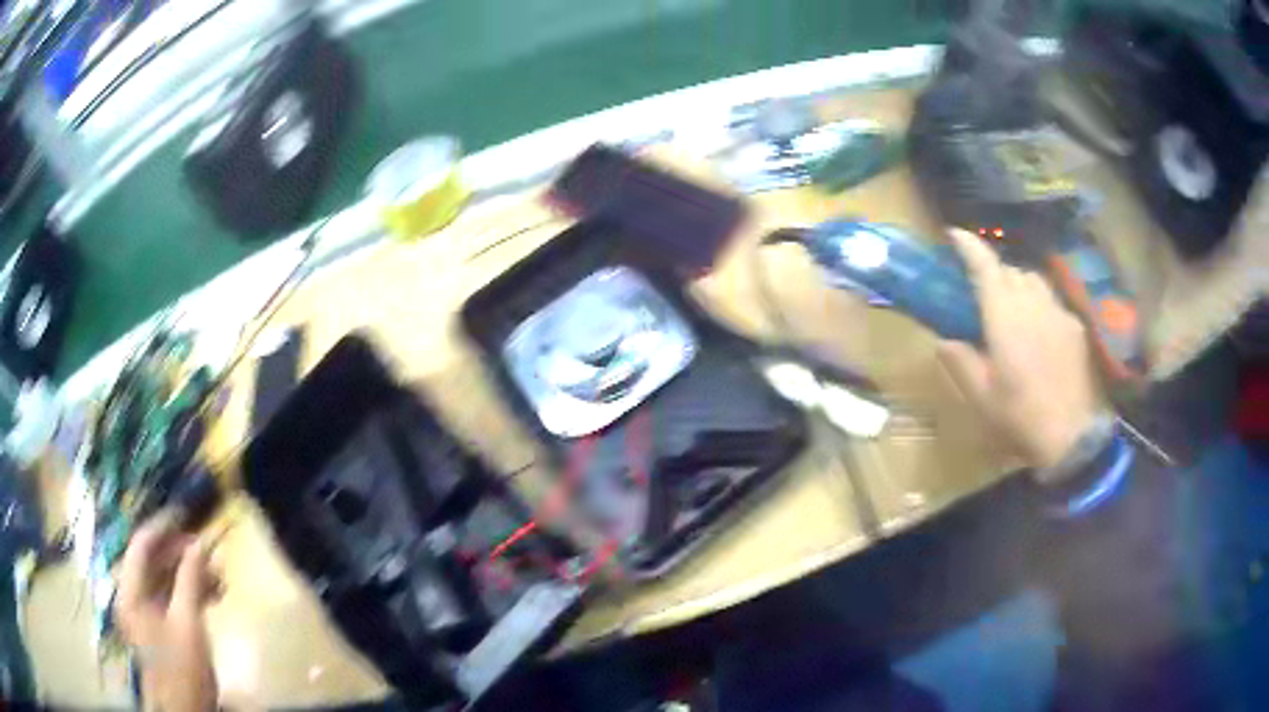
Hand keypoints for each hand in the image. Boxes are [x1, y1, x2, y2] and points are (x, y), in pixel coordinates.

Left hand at [115, 511, 218, 711]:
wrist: (186, 711)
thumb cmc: (182, 668)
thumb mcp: (188, 623)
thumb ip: (190, 580)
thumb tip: (199, 543)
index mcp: (130, 591)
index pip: (141, 545)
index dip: (163, 528)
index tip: (187, 517)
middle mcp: (131, 596)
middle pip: (152, 562)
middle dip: (181, 556)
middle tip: (210, 554)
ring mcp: (143, 613)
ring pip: (163, 581)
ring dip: (189, 576)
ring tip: (218, 578)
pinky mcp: (156, 627)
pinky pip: (169, 599)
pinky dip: (188, 594)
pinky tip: (211, 597)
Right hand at [937, 229, 1102, 476]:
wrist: (1070, 435)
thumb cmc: (1020, 415)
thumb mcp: (981, 396)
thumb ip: (961, 363)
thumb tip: (944, 341)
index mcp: (1004, 316)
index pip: (985, 266)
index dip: (969, 246)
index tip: (954, 234)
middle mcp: (1032, 303)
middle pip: (1010, 269)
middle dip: (994, 272)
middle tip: (983, 293)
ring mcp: (1057, 312)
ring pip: (1034, 280)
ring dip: (1018, 284)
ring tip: (1013, 308)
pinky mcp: (1074, 327)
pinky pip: (1053, 301)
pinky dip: (1040, 304)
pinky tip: (1040, 331)